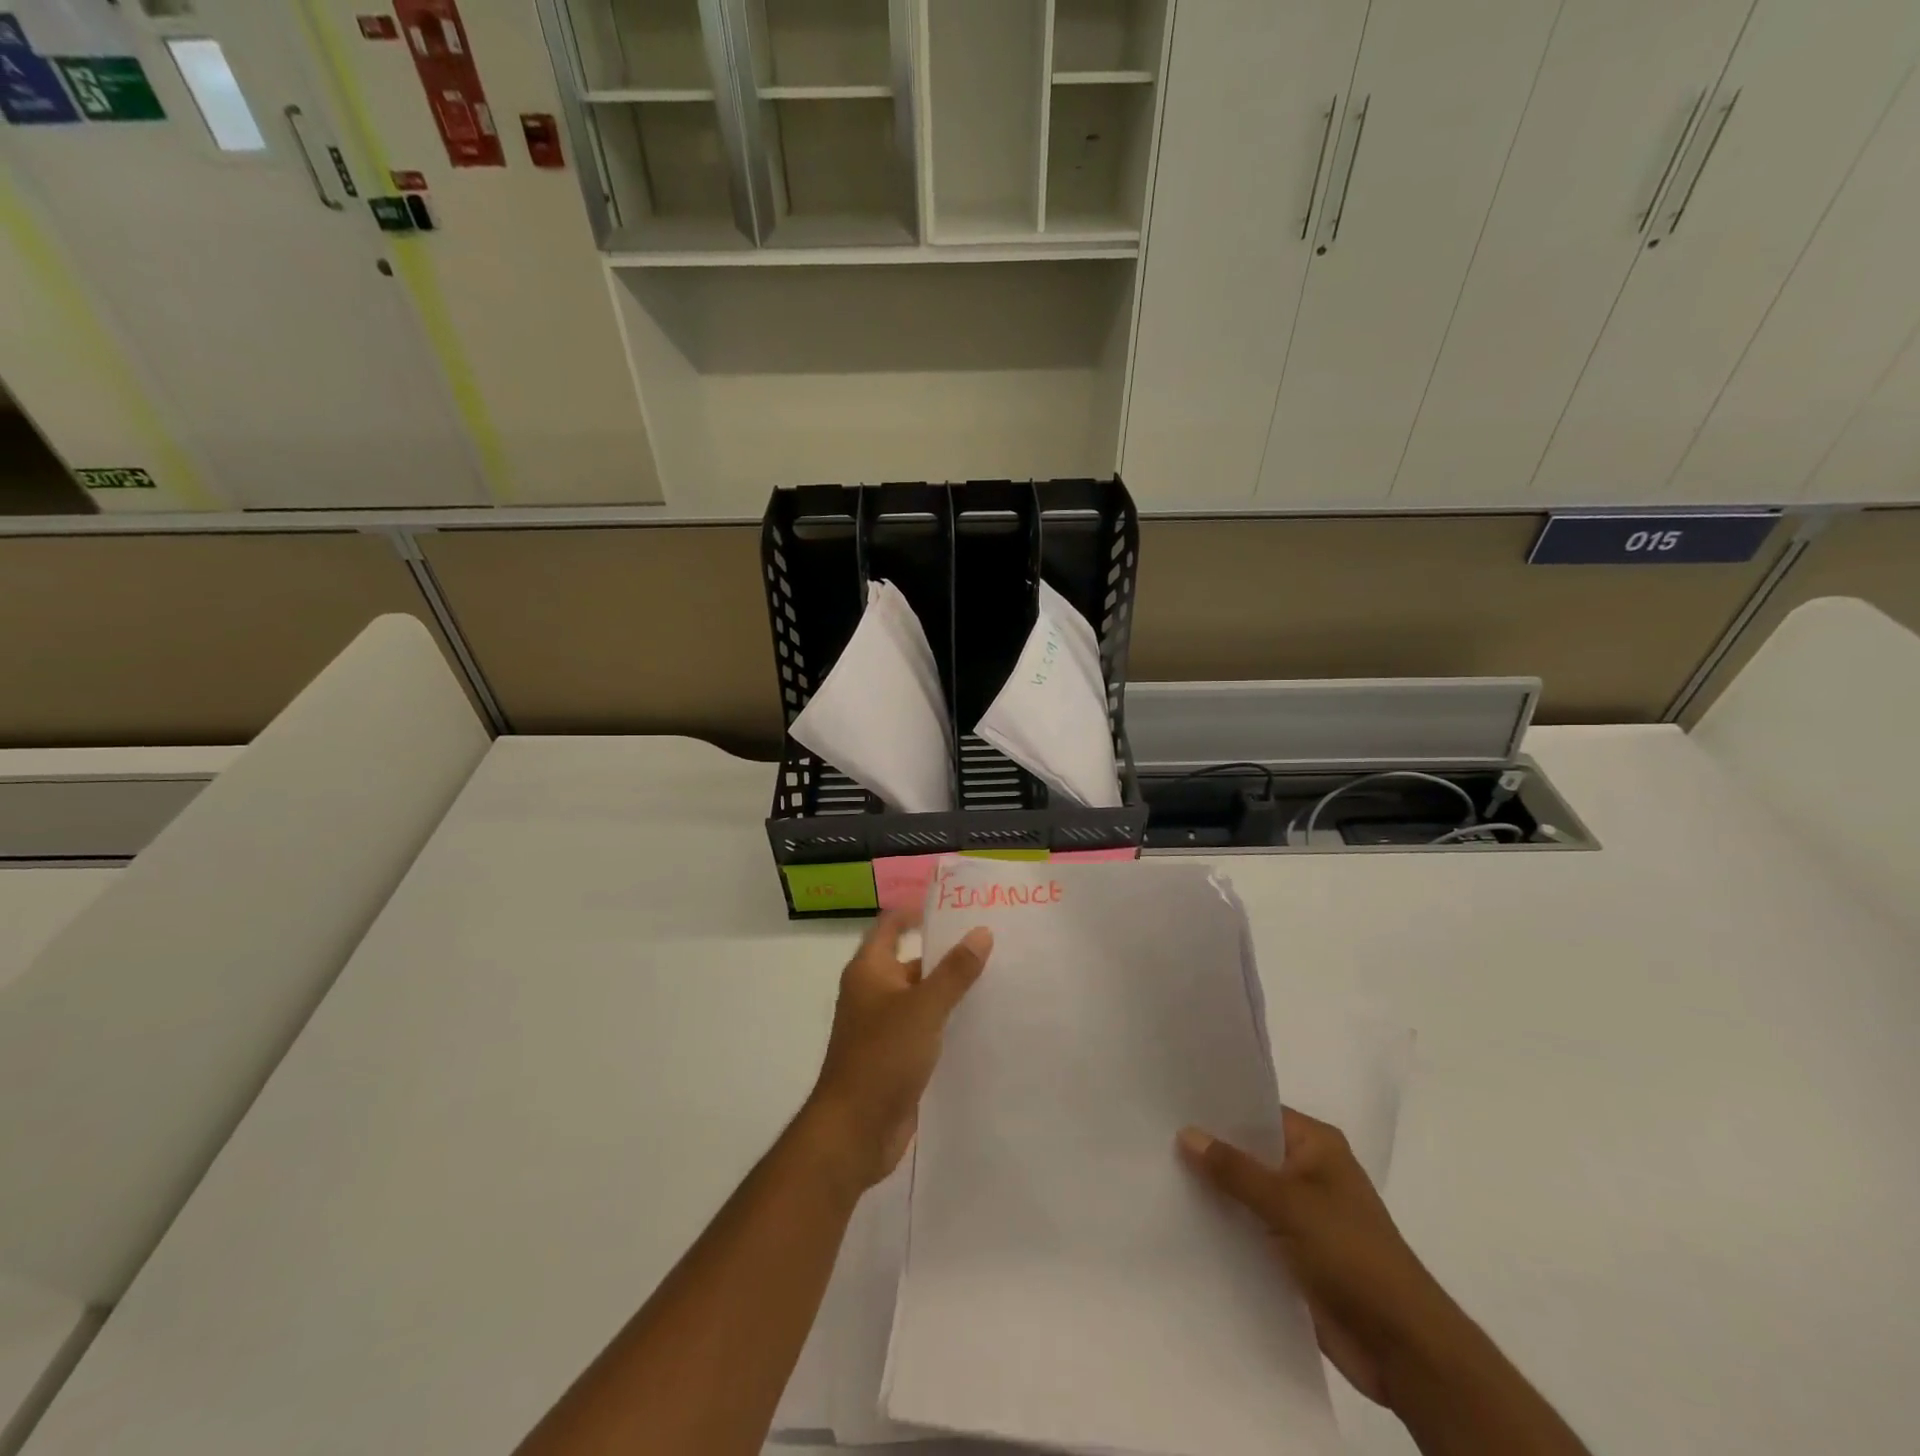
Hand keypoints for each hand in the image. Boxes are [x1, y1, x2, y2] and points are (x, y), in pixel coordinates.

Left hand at [801, 910, 992, 1192]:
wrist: (855, 1130)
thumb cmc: (882, 1056)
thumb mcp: (924, 1008)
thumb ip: (954, 971)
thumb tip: (981, 933)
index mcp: (869, 970)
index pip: (891, 926)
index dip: (917, 912)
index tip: (956, 906)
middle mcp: (873, 992)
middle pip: (911, 961)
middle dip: (946, 953)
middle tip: (992, 944)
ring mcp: (883, 1027)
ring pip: (922, 997)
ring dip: (951, 990)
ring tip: (998, 979)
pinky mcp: (896, 1057)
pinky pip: (926, 1029)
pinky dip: (948, 1023)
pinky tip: (982, 1024)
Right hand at [1178, 1109, 1462, 1408]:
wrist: (1402, 1348)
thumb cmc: (1351, 1255)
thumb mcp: (1288, 1203)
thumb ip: (1234, 1170)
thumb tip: (1186, 1133)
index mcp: (1316, 1146)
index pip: (1258, 1112)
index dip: (1217, 1109)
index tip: (1170, 1100)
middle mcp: (1308, 1173)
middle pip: (1249, 1152)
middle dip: (1208, 1150)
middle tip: (1152, 1135)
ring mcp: (1301, 1216)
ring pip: (1245, 1193)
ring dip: (1213, 1191)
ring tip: (1156, 1172)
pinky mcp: (1292, 1255)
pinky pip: (1249, 1230)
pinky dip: (1223, 1227)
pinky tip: (1181, 1219)